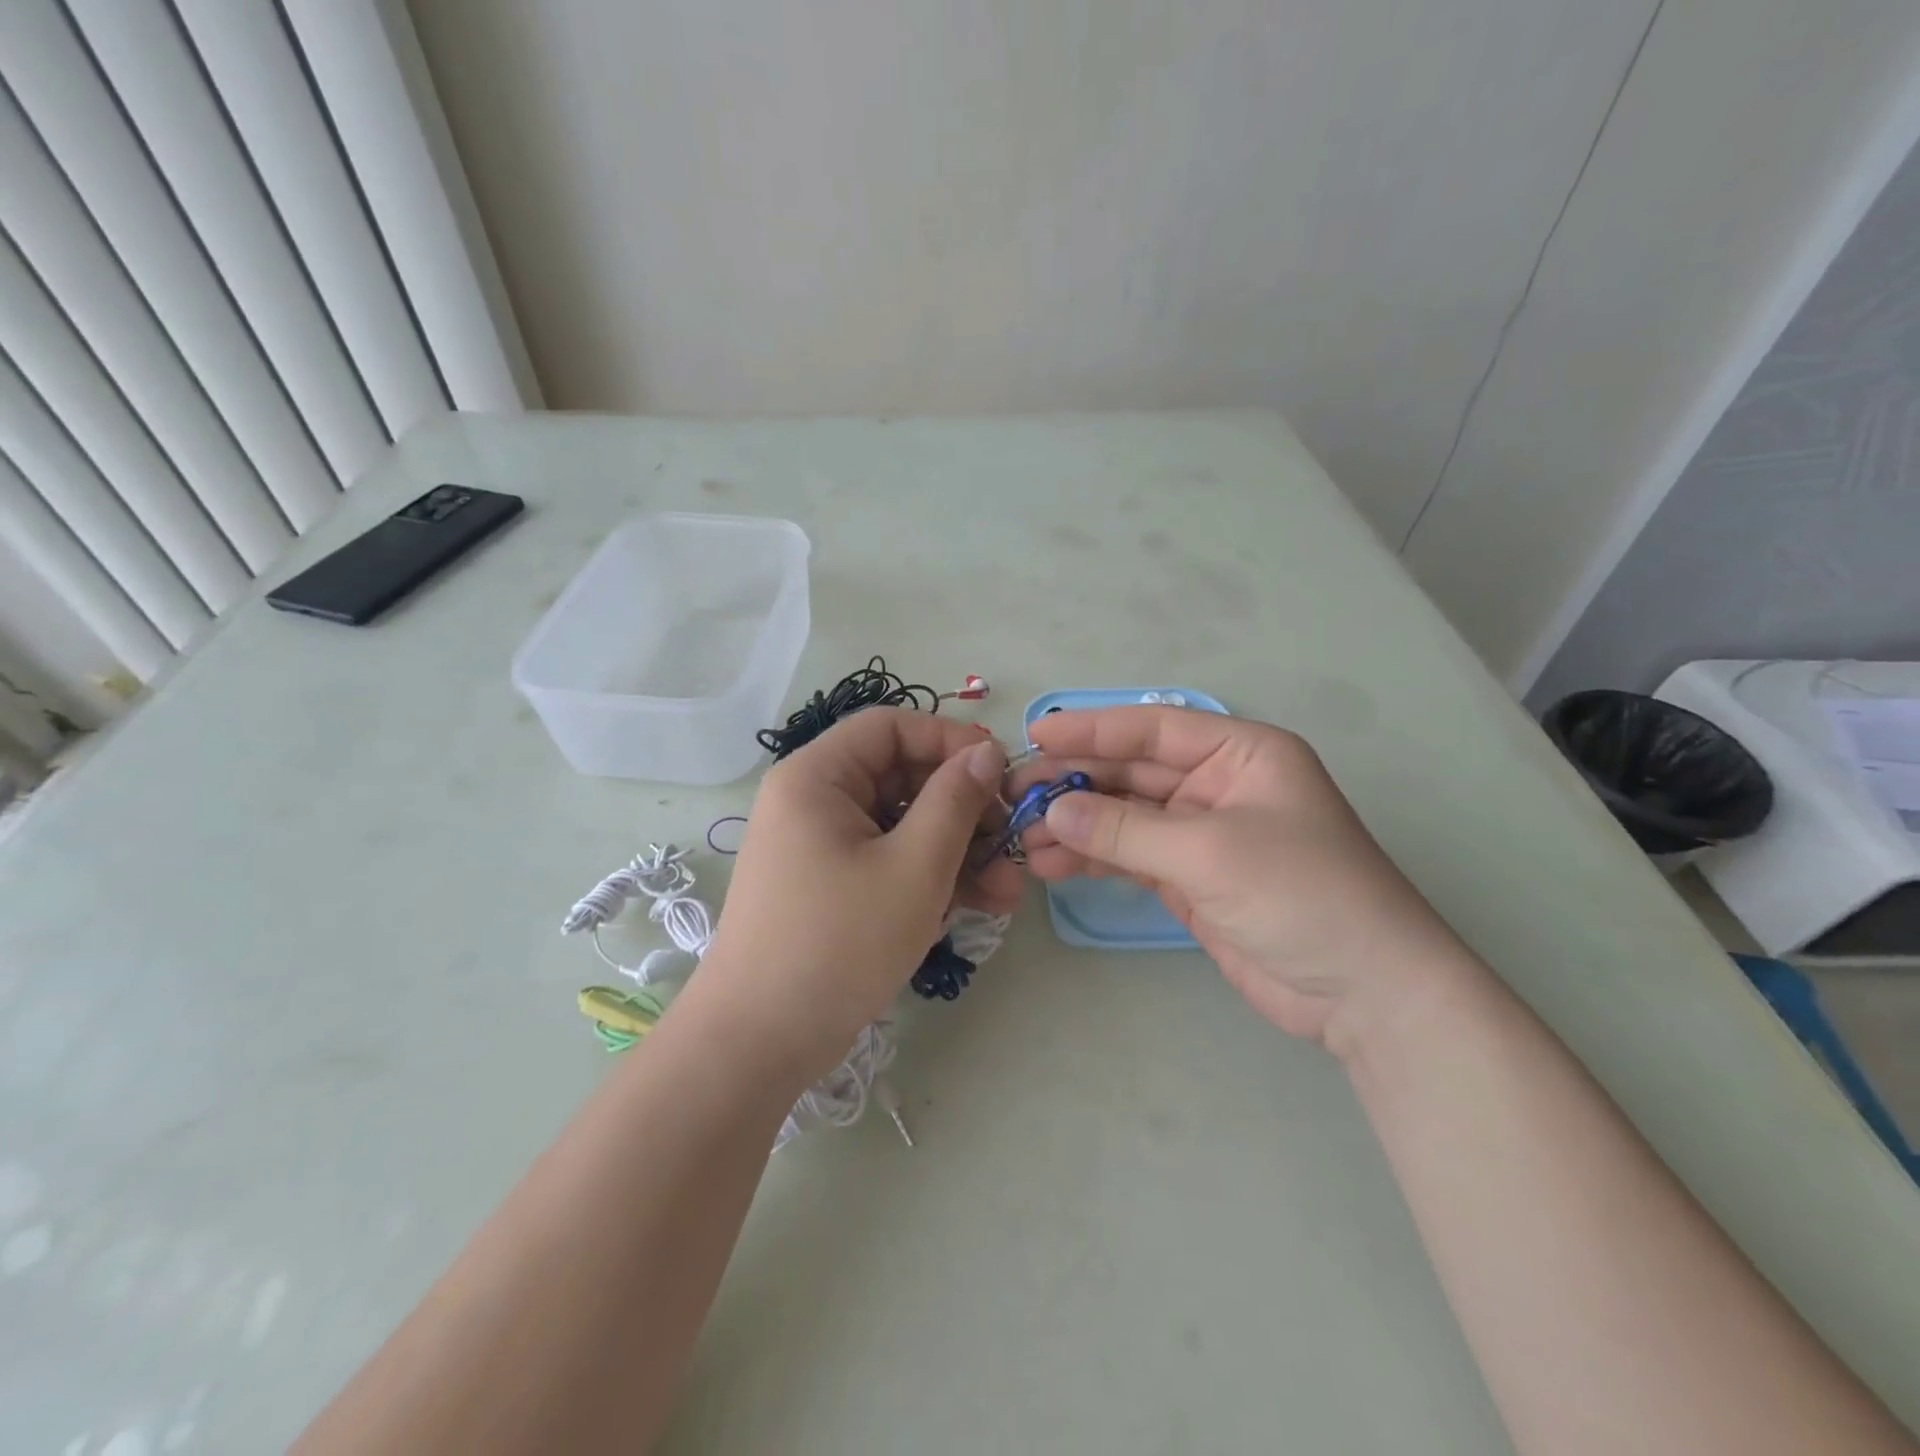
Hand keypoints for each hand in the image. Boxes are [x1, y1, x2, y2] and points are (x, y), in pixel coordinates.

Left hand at [699, 708, 1020, 1081]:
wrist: (758, 1044)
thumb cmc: (838, 943)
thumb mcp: (913, 867)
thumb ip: (955, 801)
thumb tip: (986, 752)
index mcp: (817, 777)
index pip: (891, 726)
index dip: (950, 741)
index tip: (1000, 774)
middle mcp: (814, 801)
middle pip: (901, 777)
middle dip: (963, 810)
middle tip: (1011, 842)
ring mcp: (821, 847)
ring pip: (902, 826)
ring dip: (957, 851)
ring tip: (1008, 892)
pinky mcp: (831, 887)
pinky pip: (888, 861)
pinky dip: (929, 877)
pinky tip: (976, 906)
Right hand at [1016, 706, 1467, 1046]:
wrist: (1365, 992)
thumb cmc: (1302, 895)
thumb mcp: (1210, 852)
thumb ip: (1126, 829)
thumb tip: (1051, 810)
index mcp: (1240, 754)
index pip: (1153, 728)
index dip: (1092, 728)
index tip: (1035, 735)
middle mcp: (1218, 785)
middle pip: (1133, 771)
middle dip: (1075, 781)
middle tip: (1015, 792)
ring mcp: (1202, 834)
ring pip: (1125, 816)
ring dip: (1076, 823)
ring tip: (1021, 835)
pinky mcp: (1190, 879)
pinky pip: (1130, 855)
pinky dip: (1092, 857)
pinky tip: (1050, 862)